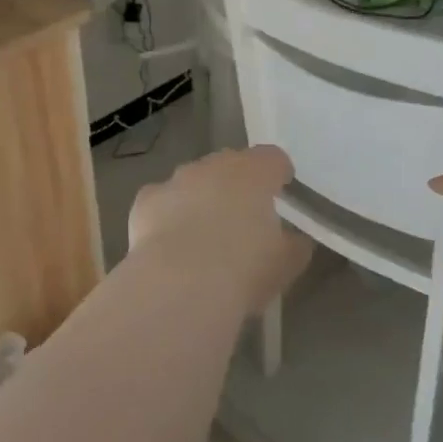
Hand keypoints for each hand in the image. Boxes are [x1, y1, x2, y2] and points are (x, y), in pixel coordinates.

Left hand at [129, 146, 312, 315]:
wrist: (180, 283)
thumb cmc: (244, 269)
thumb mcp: (285, 265)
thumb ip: (294, 246)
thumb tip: (295, 241)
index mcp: (255, 172)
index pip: (273, 158)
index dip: (278, 173)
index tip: (281, 192)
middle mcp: (215, 166)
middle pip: (230, 165)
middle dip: (236, 186)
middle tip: (242, 219)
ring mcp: (177, 179)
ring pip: (194, 181)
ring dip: (201, 199)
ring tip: (203, 237)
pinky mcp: (147, 199)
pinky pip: (162, 201)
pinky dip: (167, 215)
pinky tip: (169, 244)